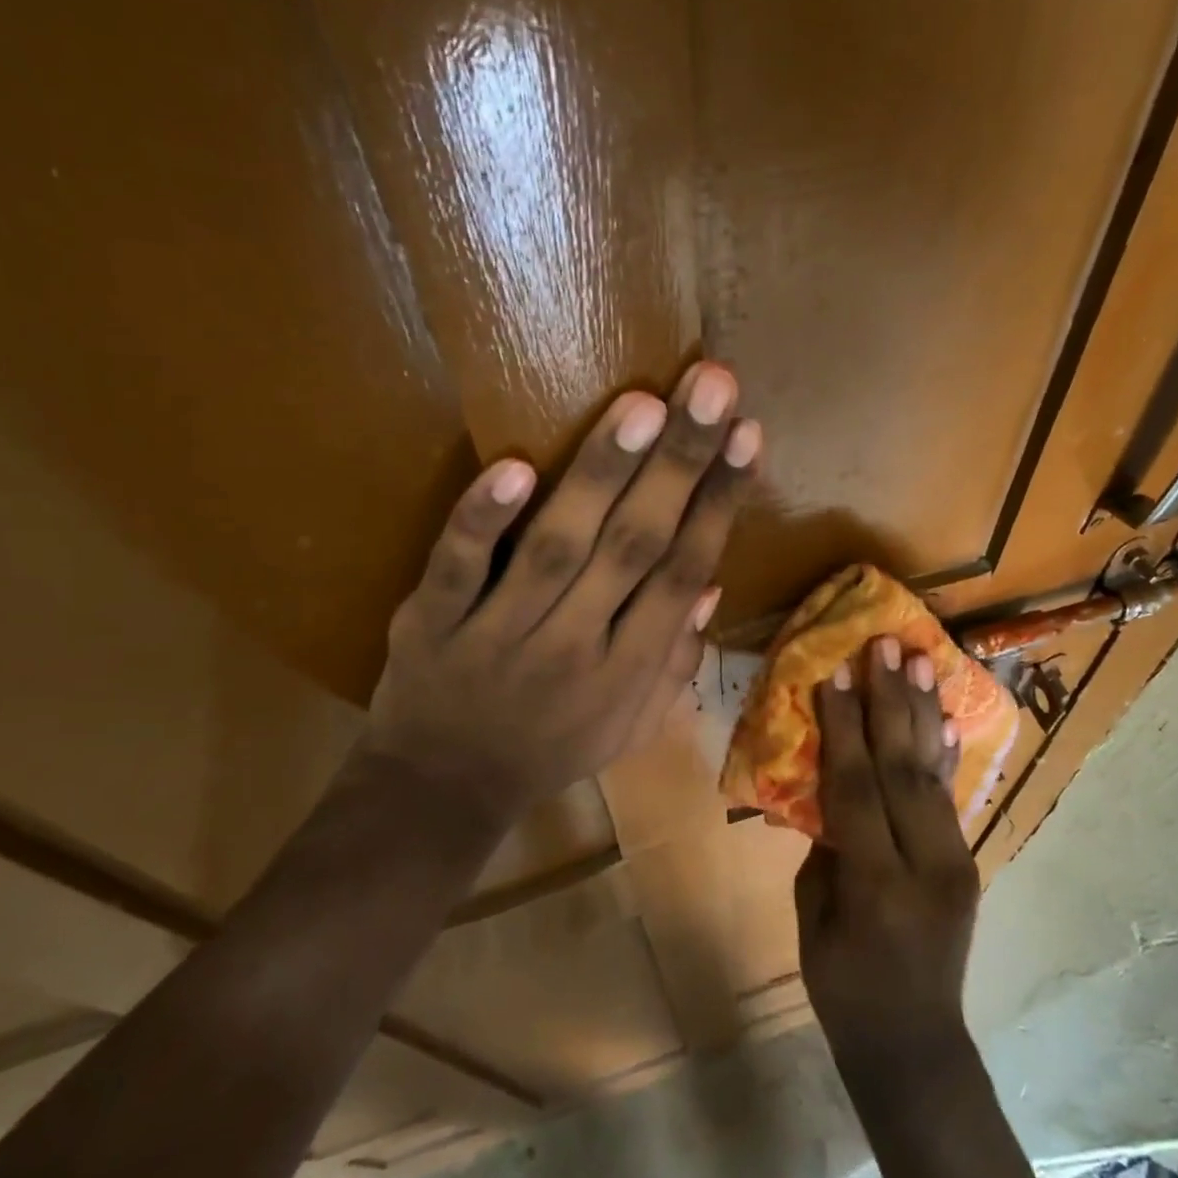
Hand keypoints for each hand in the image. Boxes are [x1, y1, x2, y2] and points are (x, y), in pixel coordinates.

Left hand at [364, 362, 759, 827]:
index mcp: (629, 670)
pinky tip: (513, 467)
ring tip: (645, 405)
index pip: (684, 572)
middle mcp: (576, 647)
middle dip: (680, 464)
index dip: (719, 503)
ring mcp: (500, 632)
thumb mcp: (631, 726)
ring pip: (558, 547)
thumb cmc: (549, 751)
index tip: (747, 435)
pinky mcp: (431, 622)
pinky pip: (457, 568)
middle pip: (636, 546)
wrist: (441, 792)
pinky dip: (483, 521)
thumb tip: (712, 586)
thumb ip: (675, 661)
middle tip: (713, 385)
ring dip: (602, 475)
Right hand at [796, 637, 978, 1084]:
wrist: (916, 1047)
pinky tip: (946, 716)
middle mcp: (925, 866)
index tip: (832, 673)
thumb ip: (824, 845)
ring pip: (933, 774)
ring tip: (921, 658)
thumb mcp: (813, 917)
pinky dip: (946, 752)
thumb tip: (829, 784)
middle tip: (885, 646)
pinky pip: (952, 797)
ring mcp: (956, 862)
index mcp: (875, 885)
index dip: (842, 729)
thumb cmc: (842, 989)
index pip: (856, 790)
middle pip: (903, 770)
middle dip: (890, 701)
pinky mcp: (968, 862)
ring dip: (923, 711)